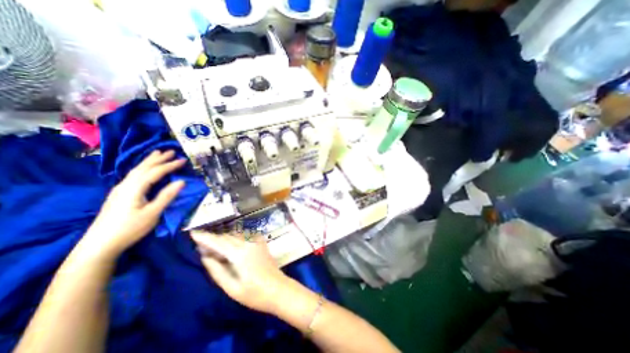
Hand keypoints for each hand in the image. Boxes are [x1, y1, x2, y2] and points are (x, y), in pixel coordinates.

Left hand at [81, 151, 185, 260]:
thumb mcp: (153, 213)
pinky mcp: (119, 195)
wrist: (99, 245)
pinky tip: (144, 170)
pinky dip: (143, 168)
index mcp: (134, 188)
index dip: (170, 165)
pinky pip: (133, 176)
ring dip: (149, 161)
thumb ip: (167, 196)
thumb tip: (181, 181)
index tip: (183, 160)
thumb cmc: (130, 228)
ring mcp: (120, 190)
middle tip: (171, 151)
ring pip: (136, 171)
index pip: (155, 172)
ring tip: (158, 154)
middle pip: (143, 168)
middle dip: (158, 158)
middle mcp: (125, 185)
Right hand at [192, 231, 289, 314]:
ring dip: (224, 238)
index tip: (192, 233)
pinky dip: (235, 237)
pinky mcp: (261, 242)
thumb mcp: (231, 288)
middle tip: (201, 245)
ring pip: (236, 234)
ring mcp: (257, 241)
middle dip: (213, 239)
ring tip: (214, 247)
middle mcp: (249, 242)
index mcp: (240, 253)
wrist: (278, 289)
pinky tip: (231, 244)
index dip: (205, 237)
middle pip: (227, 236)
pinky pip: (245, 235)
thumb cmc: (254, 294)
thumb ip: (217, 271)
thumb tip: (205, 256)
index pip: (219, 242)